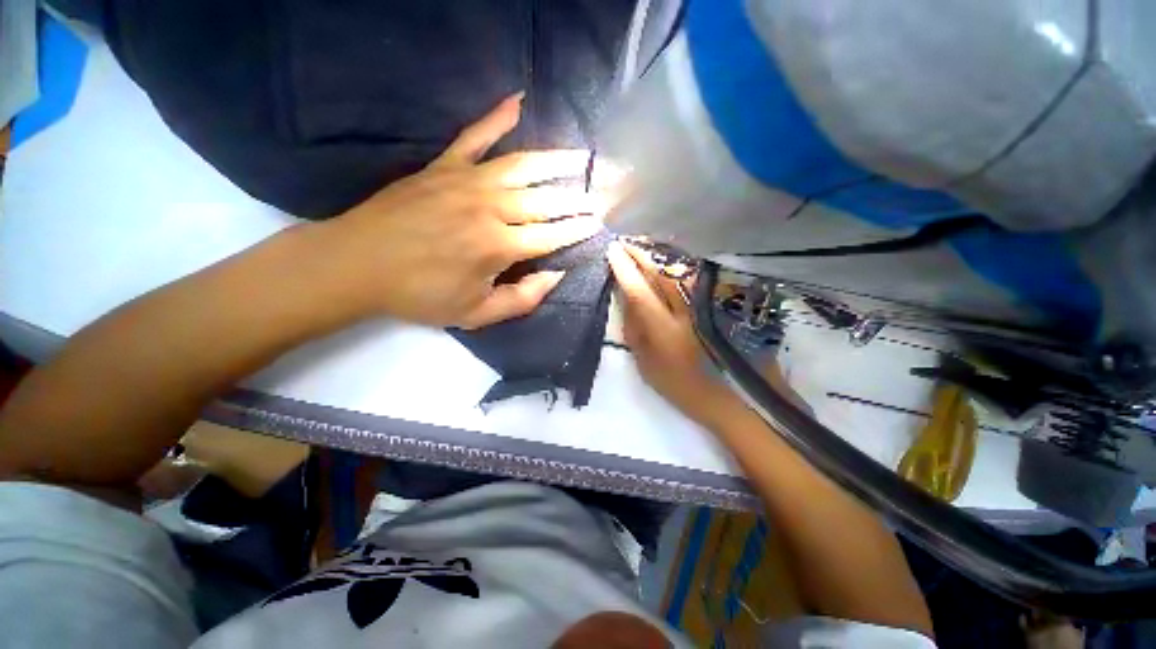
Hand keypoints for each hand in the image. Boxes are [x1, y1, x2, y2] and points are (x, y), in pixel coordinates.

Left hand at [312, 93, 608, 327]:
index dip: (580, 229)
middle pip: (547, 199)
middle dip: (581, 195)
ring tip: (583, 156)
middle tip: (607, 187)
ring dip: (558, 160)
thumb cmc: (421, 295)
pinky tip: (516, 100)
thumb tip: (555, 277)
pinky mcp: (443, 166)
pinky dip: (496, 117)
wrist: (357, 265)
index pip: (554, 235)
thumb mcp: (476, 315)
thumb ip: (522, 299)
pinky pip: (475, 136)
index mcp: (500, 247)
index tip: (601, 221)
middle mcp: (492, 208)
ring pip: (523, 165)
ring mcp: (467, 181)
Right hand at [607, 241, 733, 422]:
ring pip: (682, 270)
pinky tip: (670, 258)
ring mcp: (709, 306)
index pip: (640, 291)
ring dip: (660, 254)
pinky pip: (698, 276)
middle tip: (625, 241)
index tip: (612, 251)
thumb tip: (626, 298)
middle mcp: (689, 312)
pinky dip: (680, 263)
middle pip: (663, 272)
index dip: (624, 269)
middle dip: (641, 253)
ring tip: (643, 243)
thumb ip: (635, 331)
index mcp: (666, 332)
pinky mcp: (723, 304)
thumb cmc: (683, 387)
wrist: (735, 397)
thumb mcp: (647, 367)